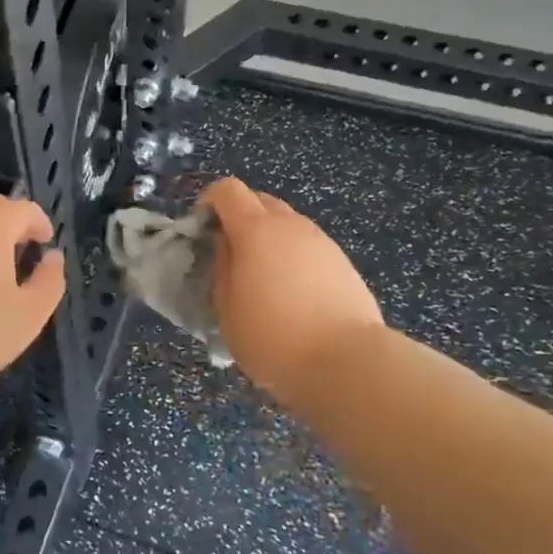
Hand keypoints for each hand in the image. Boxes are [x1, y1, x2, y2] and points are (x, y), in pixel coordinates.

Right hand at [199, 177, 384, 401]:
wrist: (349, 363)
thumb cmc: (274, 338)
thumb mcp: (227, 310)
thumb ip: (222, 268)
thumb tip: (227, 245)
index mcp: (255, 230)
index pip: (228, 190)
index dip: (210, 202)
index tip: (203, 230)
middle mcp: (290, 225)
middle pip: (260, 200)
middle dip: (240, 217)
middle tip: (231, 254)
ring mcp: (321, 241)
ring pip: (287, 223)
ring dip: (269, 238)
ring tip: (265, 278)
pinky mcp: (343, 262)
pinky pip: (308, 246)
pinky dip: (294, 257)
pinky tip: (295, 294)